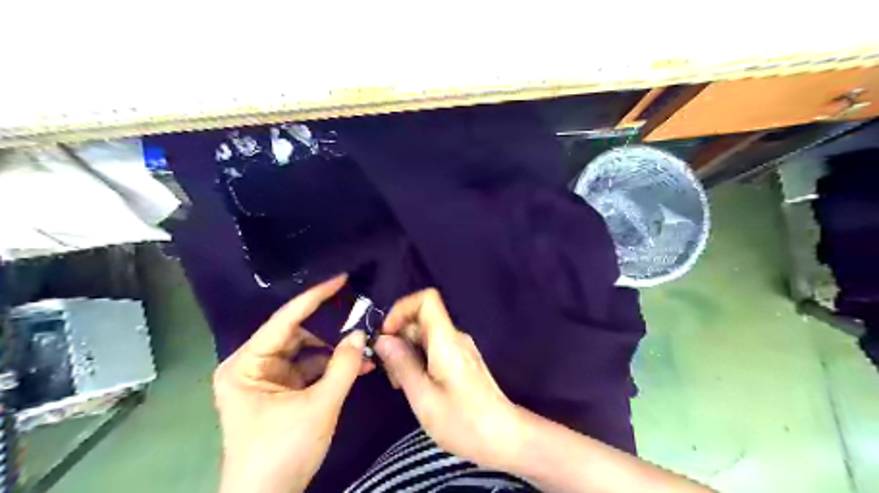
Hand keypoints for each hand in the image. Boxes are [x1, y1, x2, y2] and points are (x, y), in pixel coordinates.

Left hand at [215, 275, 373, 492]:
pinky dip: (331, 368)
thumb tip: (361, 333)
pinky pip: (309, 368)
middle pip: (298, 335)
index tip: (342, 279)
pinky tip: (358, 367)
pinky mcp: (279, 391)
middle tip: (362, 324)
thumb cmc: (282, 453)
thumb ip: (343, 366)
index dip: (315, 297)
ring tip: (367, 350)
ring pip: (307, 351)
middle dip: (332, 333)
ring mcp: (266, 378)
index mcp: (246, 364)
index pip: (285, 320)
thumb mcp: (319, 407)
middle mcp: (252, 365)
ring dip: (336, 352)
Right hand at [372, 290, 520, 468]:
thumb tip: (383, 340)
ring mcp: (460, 349)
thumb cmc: (463, 421)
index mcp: (446, 340)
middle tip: (389, 371)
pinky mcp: (462, 361)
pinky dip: (418, 359)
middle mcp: (455, 337)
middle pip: (422, 319)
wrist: (504, 437)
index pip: (426, 299)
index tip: (387, 334)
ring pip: (426, 336)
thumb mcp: (423, 396)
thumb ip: (402, 364)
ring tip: (400, 383)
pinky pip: (434, 348)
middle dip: (399, 337)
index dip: (402, 309)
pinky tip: (415, 385)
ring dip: (407, 352)